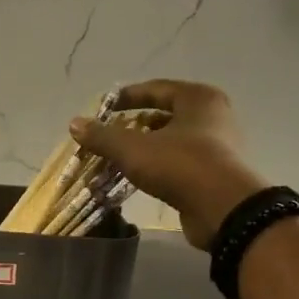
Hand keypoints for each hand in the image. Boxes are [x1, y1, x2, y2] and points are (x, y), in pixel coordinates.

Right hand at [71, 80, 267, 249]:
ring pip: (172, 140)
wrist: (223, 209)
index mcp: (199, 99)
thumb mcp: (133, 149)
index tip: (104, 108)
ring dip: (145, 147)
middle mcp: (213, 117)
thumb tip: (74, 123)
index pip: (157, 89)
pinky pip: (179, 161)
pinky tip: (138, 176)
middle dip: (135, 124)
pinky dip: (158, 165)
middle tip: (109, 134)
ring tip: (118, 157)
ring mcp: (218, 147)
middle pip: (165, 115)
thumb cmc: (180, 165)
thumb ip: (103, 136)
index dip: (128, 97)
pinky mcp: (215, 174)